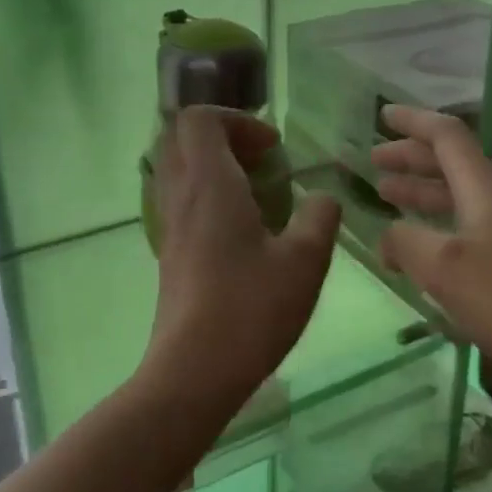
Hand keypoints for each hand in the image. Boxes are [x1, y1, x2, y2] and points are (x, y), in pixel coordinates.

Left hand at [144, 107, 340, 415]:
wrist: (194, 372)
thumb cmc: (251, 310)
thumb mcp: (305, 261)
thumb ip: (319, 218)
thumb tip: (323, 198)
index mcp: (210, 185)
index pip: (200, 119)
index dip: (238, 119)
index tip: (272, 149)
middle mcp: (181, 197)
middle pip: (182, 138)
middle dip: (224, 137)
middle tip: (263, 162)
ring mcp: (168, 226)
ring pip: (178, 170)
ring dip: (214, 166)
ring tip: (257, 194)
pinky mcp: (168, 254)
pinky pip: (180, 201)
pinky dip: (207, 196)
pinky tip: (242, 231)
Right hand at [372, 104, 491, 399]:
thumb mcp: (445, 268)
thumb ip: (406, 242)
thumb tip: (388, 236)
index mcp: (485, 189)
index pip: (447, 136)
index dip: (413, 122)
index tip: (382, 114)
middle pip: (452, 164)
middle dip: (411, 157)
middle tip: (374, 161)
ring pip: (458, 197)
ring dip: (421, 191)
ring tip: (387, 195)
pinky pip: (466, 229)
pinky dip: (436, 225)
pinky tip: (420, 247)